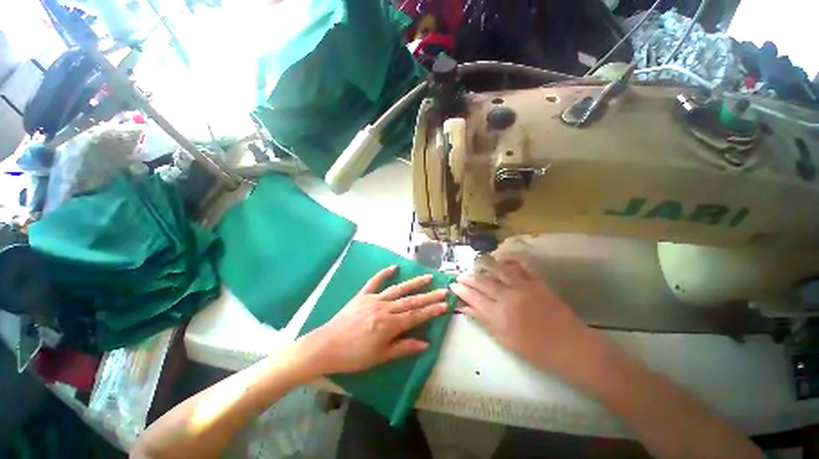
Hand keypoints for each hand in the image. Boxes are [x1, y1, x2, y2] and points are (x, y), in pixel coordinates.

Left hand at [298, 266, 448, 376]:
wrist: (325, 346)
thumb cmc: (354, 356)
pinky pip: (374, 282)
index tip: (445, 305)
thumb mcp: (380, 357)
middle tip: (444, 289)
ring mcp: (373, 299)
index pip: (416, 315)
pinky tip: (394, 267)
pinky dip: (383, 274)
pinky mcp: (362, 296)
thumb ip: (403, 348)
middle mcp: (384, 308)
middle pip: (411, 300)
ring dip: (414, 283)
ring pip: (398, 289)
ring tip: (428, 277)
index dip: (432, 310)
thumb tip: (426, 343)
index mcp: (389, 324)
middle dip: (429, 295)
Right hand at [450, 257, 599, 372]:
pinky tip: (503, 259)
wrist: (570, 347)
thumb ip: (483, 321)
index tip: (453, 285)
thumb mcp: (505, 340)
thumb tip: (465, 309)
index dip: (461, 290)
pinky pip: (522, 266)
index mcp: (499, 314)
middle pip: (482, 282)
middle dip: (468, 277)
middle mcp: (508, 297)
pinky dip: (511, 260)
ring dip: (485, 265)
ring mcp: (524, 287)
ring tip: (476, 264)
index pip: (473, 297)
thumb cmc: (535, 350)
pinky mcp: (537, 282)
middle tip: (460, 275)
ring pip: (498, 269)